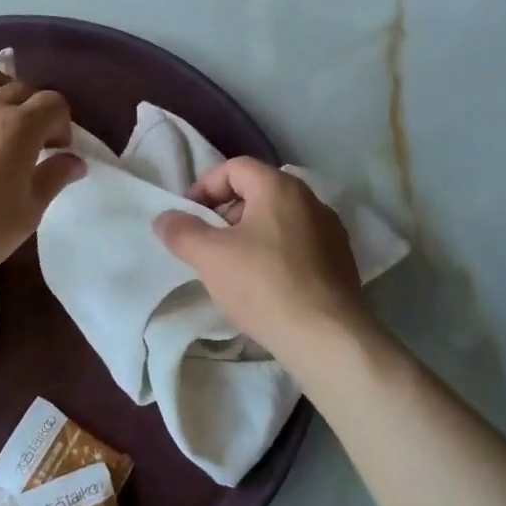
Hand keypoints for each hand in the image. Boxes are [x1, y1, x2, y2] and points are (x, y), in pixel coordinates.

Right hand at [153, 157, 370, 357]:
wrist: (327, 337)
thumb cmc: (264, 286)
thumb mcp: (210, 257)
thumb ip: (182, 231)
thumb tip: (165, 218)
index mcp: (280, 188)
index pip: (236, 167)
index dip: (206, 186)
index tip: (189, 215)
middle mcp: (311, 200)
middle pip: (258, 191)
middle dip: (226, 211)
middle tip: (207, 242)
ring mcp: (331, 231)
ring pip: (279, 219)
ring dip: (250, 234)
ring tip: (233, 266)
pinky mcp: (341, 261)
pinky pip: (298, 244)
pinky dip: (275, 252)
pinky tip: (264, 284)